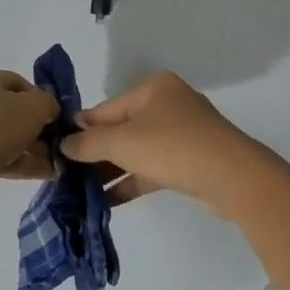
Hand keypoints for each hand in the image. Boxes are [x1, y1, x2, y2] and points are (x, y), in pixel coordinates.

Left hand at [0, 69, 59, 188]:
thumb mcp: (34, 106)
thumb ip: (48, 103)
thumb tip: (48, 110)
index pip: (17, 82)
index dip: (41, 98)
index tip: (56, 118)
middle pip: (9, 111)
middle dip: (37, 129)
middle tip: (57, 144)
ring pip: (3, 136)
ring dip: (31, 149)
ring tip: (57, 164)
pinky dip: (18, 162)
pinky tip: (44, 173)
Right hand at [60, 71, 270, 215]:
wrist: (231, 177)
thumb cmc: (171, 146)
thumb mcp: (122, 142)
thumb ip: (89, 143)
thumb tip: (64, 144)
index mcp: (153, 88)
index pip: (106, 108)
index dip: (81, 128)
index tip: (57, 148)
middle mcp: (168, 105)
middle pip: (122, 129)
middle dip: (96, 153)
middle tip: (67, 174)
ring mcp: (182, 134)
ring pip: (137, 150)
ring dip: (111, 170)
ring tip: (80, 191)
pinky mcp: (190, 161)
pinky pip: (152, 168)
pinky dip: (131, 181)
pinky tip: (106, 201)